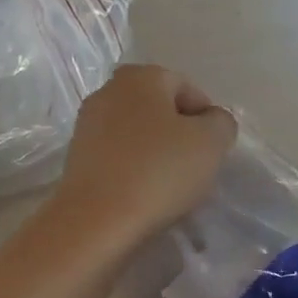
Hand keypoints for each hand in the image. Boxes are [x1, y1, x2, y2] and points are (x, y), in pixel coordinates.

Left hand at [53, 65, 237, 242]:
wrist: (97, 220)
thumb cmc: (159, 172)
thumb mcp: (211, 143)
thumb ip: (221, 123)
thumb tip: (212, 122)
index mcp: (141, 76)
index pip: (187, 88)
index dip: (206, 118)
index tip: (212, 150)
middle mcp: (108, 91)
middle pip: (158, 109)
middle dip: (179, 134)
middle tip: (193, 166)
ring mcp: (87, 125)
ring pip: (136, 133)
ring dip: (155, 152)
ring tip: (168, 184)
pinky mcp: (76, 158)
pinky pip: (117, 156)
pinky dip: (133, 169)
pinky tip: (143, 193)